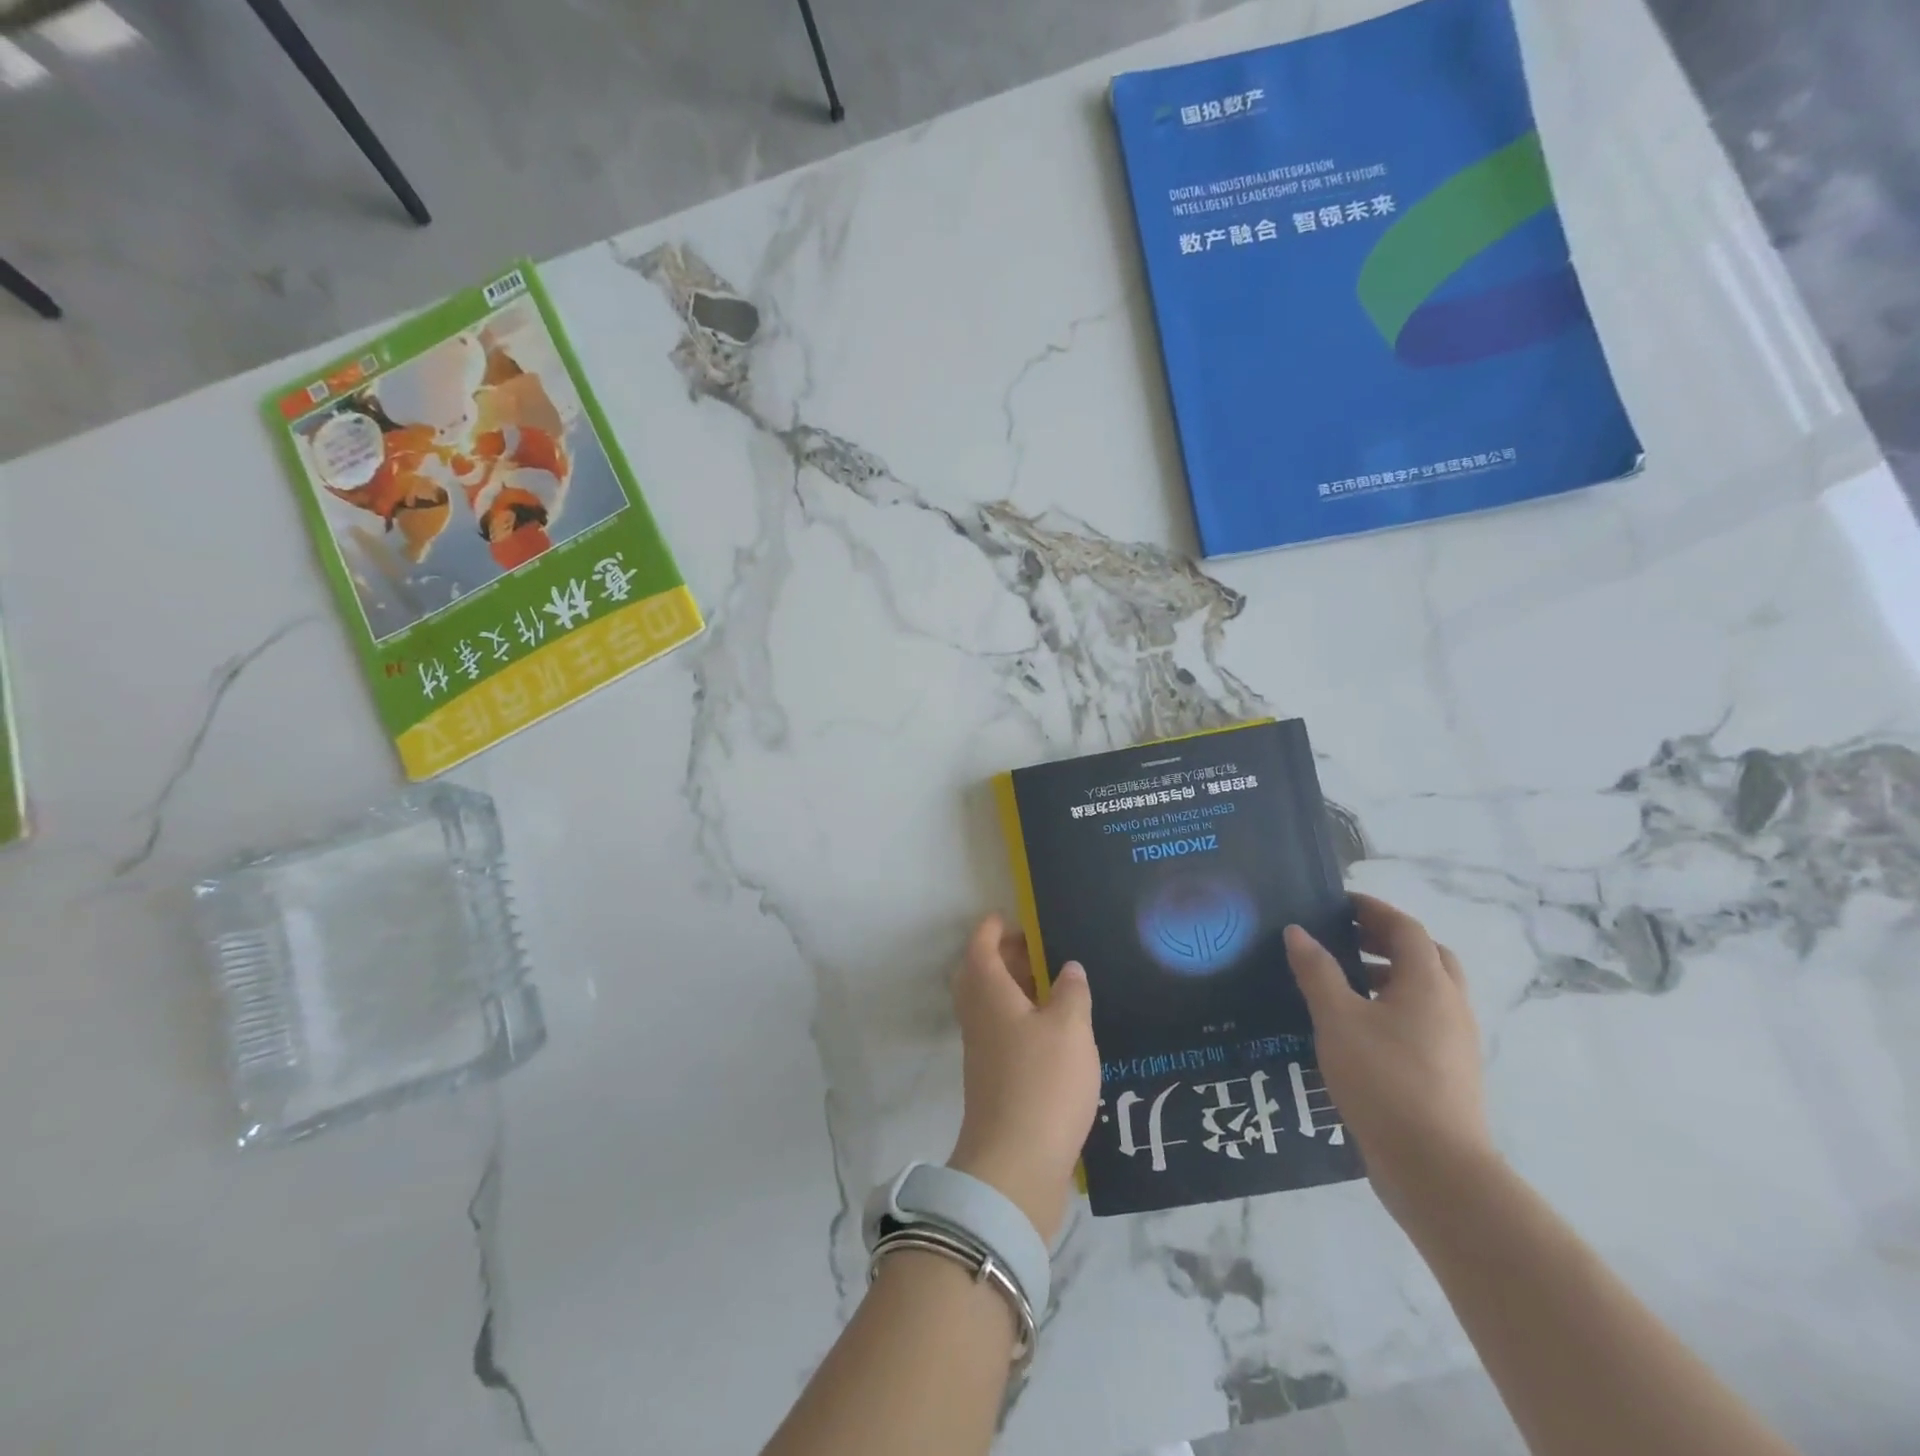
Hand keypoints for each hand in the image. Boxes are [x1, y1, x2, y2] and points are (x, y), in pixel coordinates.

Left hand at [947, 915, 1100, 1243]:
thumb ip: (1070, 992)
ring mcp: (983, 1051)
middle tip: (1039, 950)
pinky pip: (1004, 1033)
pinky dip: (1024, 1020)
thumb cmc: (1042, 1083)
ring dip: (1017, 990)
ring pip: (993, 1006)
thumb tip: (1067, 969)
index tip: (1011, 916)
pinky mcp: (995, 1080)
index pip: (981, 947)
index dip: (993, 928)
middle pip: (982, 974)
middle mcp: (979, 1017)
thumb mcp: (1069, 1028)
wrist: (1015, 1165)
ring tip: (1056, 986)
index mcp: (989, 994)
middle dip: (1006, 957)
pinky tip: (1057, 1032)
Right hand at [1284, 894, 1495, 1223]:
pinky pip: (1424, 1022)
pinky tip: (1358, 1028)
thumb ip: (1317, 972)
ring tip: (1345, 982)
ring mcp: (1456, 1042)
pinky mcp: (1450, 1072)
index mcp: (1428, 984)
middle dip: (1387, 940)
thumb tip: (1298, 932)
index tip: (1339, 903)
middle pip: (1427, 956)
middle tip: (1346, 939)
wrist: (1436, 1168)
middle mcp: (1450, 1006)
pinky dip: (1395, 1008)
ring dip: (1391, 975)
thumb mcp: (1337, 1019)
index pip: (1406, 929)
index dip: (1373, 910)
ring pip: (1427, 992)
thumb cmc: (1384, 1080)